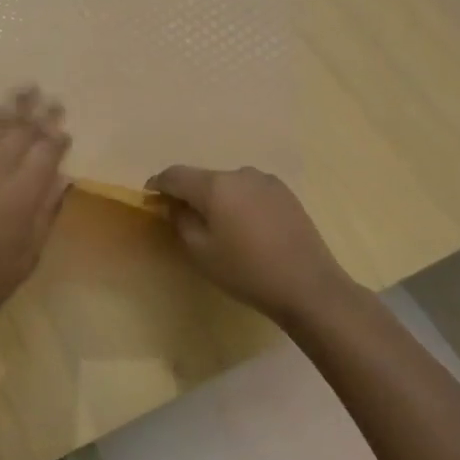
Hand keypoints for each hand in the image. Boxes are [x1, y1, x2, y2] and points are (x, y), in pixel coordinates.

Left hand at [0, 84, 70, 341]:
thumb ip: (47, 211)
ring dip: (7, 105)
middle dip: (38, 113)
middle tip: (50, 95)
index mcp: (20, 196)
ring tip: (24, 87)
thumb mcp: (29, 255)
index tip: (65, 123)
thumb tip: (64, 176)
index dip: (57, 136)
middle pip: (20, 133)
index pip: (46, 153)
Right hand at [145, 165, 344, 324]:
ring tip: (219, 227)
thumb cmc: (246, 271)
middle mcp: (240, 173)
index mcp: (215, 185)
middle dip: (189, 194)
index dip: (158, 184)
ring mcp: (266, 181)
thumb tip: (174, 204)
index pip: (175, 175)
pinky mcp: (286, 193)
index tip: (150, 197)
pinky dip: (240, 203)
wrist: (309, 286)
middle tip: (183, 218)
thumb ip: (181, 220)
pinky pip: (250, 192)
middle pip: (204, 178)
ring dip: (217, 199)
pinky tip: (246, 229)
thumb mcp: (201, 252)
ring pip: (229, 185)